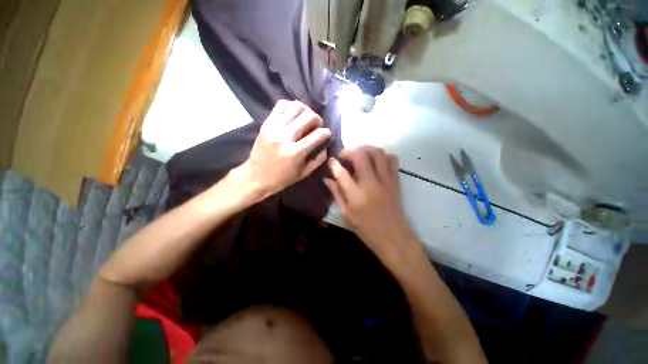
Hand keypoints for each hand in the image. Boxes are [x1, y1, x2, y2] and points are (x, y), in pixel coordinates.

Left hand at [240, 100, 331, 200]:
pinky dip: (291, 106)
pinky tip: (294, 115)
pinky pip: (281, 105)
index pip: (318, 134)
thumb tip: (326, 146)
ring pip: (295, 106)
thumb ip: (318, 160)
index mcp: (295, 153)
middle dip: (317, 119)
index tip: (327, 134)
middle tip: (317, 126)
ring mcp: (273, 128)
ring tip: (306, 118)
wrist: (255, 177)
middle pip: (308, 116)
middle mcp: (285, 137)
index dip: (326, 132)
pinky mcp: (266, 123)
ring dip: (306, 110)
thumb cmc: (281, 179)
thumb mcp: (303, 174)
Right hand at [324, 146, 421, 267]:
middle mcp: (371, 183)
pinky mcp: (395, 180)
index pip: (341, 172)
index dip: (333, 164)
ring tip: (359, 155)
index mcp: (356, 195)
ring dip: (366, 149)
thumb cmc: (367, 229)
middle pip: (361, 155)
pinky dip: (382, 156)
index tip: (330, 161)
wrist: (394, 238)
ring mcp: (386, 180)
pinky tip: (375, 162)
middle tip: (345, 157)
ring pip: (378, 153)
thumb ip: (337, 194)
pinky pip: (392, 159)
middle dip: (349, 151)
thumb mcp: (346, 215)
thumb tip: (327, 179)